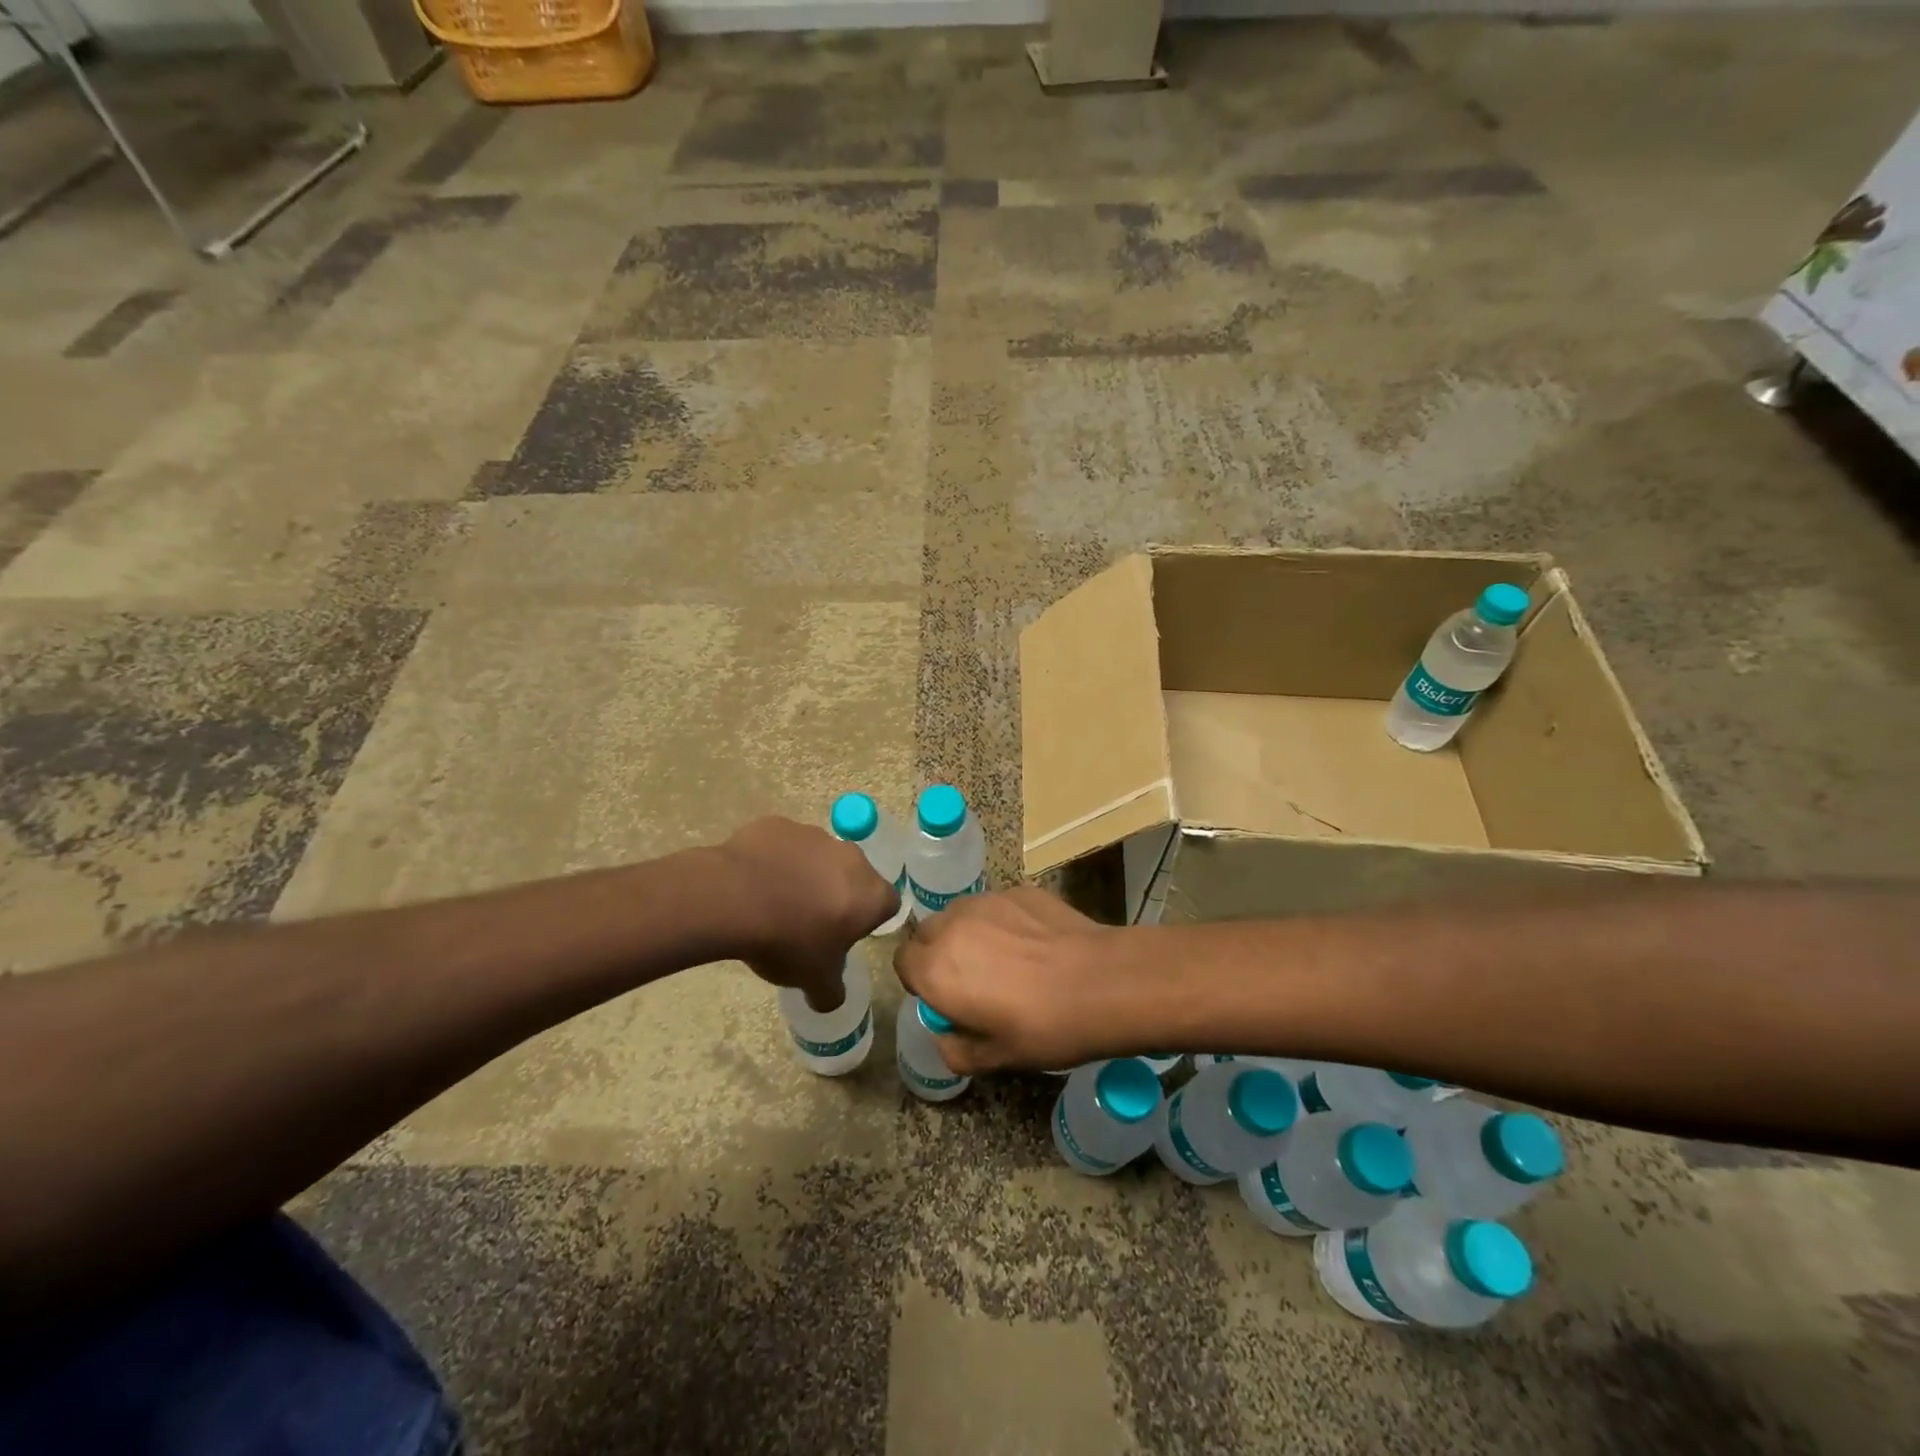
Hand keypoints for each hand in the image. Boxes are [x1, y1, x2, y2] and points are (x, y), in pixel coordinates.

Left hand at [718, 817, 899, 1009]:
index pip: (887, 905)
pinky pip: (784, 845)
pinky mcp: (779, 825)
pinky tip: (753, 882)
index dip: (867, 921)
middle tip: (810, 922)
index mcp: (870, 893)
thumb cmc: (788, 941)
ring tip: (775, 902)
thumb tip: (830, 1000)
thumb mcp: (814, 980)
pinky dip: (775, 860)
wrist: (734, 898)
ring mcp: (814, 835)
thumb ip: (831, 991)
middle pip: (854, 876)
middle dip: (838, 895)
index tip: (845, 936)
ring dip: (806, 876)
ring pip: (818, 858)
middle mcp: (851, 857)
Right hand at [892, 887, 1126, 1074]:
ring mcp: (987, 901)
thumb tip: (946, 1036)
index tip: (944, 998)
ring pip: (960, 914)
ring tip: (1004, 958)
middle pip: (927, 933)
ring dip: (968, 933)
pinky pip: (996, 906)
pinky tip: (1035, 944)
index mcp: (936, 969)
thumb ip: (955, 1050)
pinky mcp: (1018, 890)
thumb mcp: (996, 1058)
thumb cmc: (1044, 1027)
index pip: (902, 963)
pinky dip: (1003, 921)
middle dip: (939, 953)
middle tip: (972, 980)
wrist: (1102, 983)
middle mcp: (952, 926)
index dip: (919, 981)